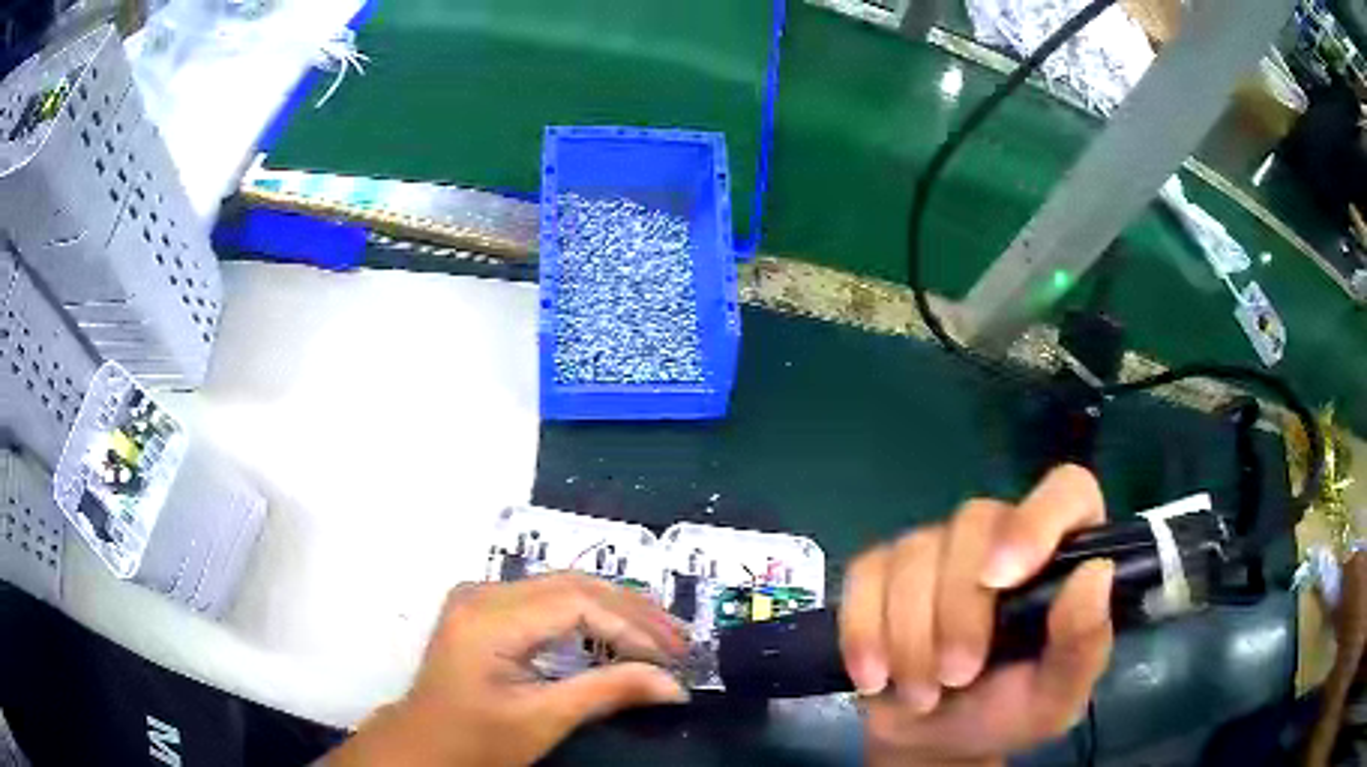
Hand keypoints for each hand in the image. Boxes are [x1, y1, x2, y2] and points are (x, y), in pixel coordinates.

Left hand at [327, 573, 689, 766]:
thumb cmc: (477, 739)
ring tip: (661, 635)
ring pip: (563, 586)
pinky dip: (590, 614)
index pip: (575, 603)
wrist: (423, 744)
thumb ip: (608, 693)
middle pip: (572, 585)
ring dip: (616, 609)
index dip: (631, 626)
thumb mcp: (542, 721)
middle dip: (632, 611)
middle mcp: (482, 593)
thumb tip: (675, 685)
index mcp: (488, 619)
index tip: (674, 656)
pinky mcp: (485, 608)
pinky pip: (547, 598)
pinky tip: (618, 631)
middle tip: (680, 641)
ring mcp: (480, 596)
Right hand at [840, 464, 1113, 766]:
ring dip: (909, 637)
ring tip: (921, 693)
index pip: (1065, 491)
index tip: (1001, 579)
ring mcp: (939, 552)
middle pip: (973, 525)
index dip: (1037, 520)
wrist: (934, 741)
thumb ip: (1083, 643)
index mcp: (1059, 557)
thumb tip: (1096, 572)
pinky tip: (875, 676)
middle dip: (956, 613)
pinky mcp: (883, 573)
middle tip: (955, 678)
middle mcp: (1002, 539)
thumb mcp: (1057, 695)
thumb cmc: (1007, 714)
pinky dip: (864, 631)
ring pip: (914, 552)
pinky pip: (865, 576)